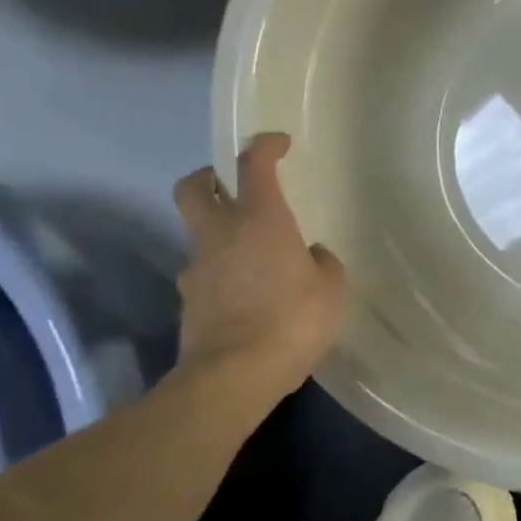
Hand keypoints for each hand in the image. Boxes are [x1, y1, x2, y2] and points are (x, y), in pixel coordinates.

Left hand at [172, 133, 346, 399]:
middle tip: (231, 184)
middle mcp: (220, 236)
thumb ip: (322, 263)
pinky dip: (222, 273)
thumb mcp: (332, 289)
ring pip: (198, 234)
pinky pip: (206, 274)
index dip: (264, 146)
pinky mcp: (189, 302)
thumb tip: (310, 256)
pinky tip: (247, 294)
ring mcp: (197, 269)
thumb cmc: (292, 321)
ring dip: (219, 233)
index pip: (254, 165)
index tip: (278, 143)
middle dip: (209, 177)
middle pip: (193, 188)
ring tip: (253, 256)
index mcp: (260, 221)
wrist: (232, 377)